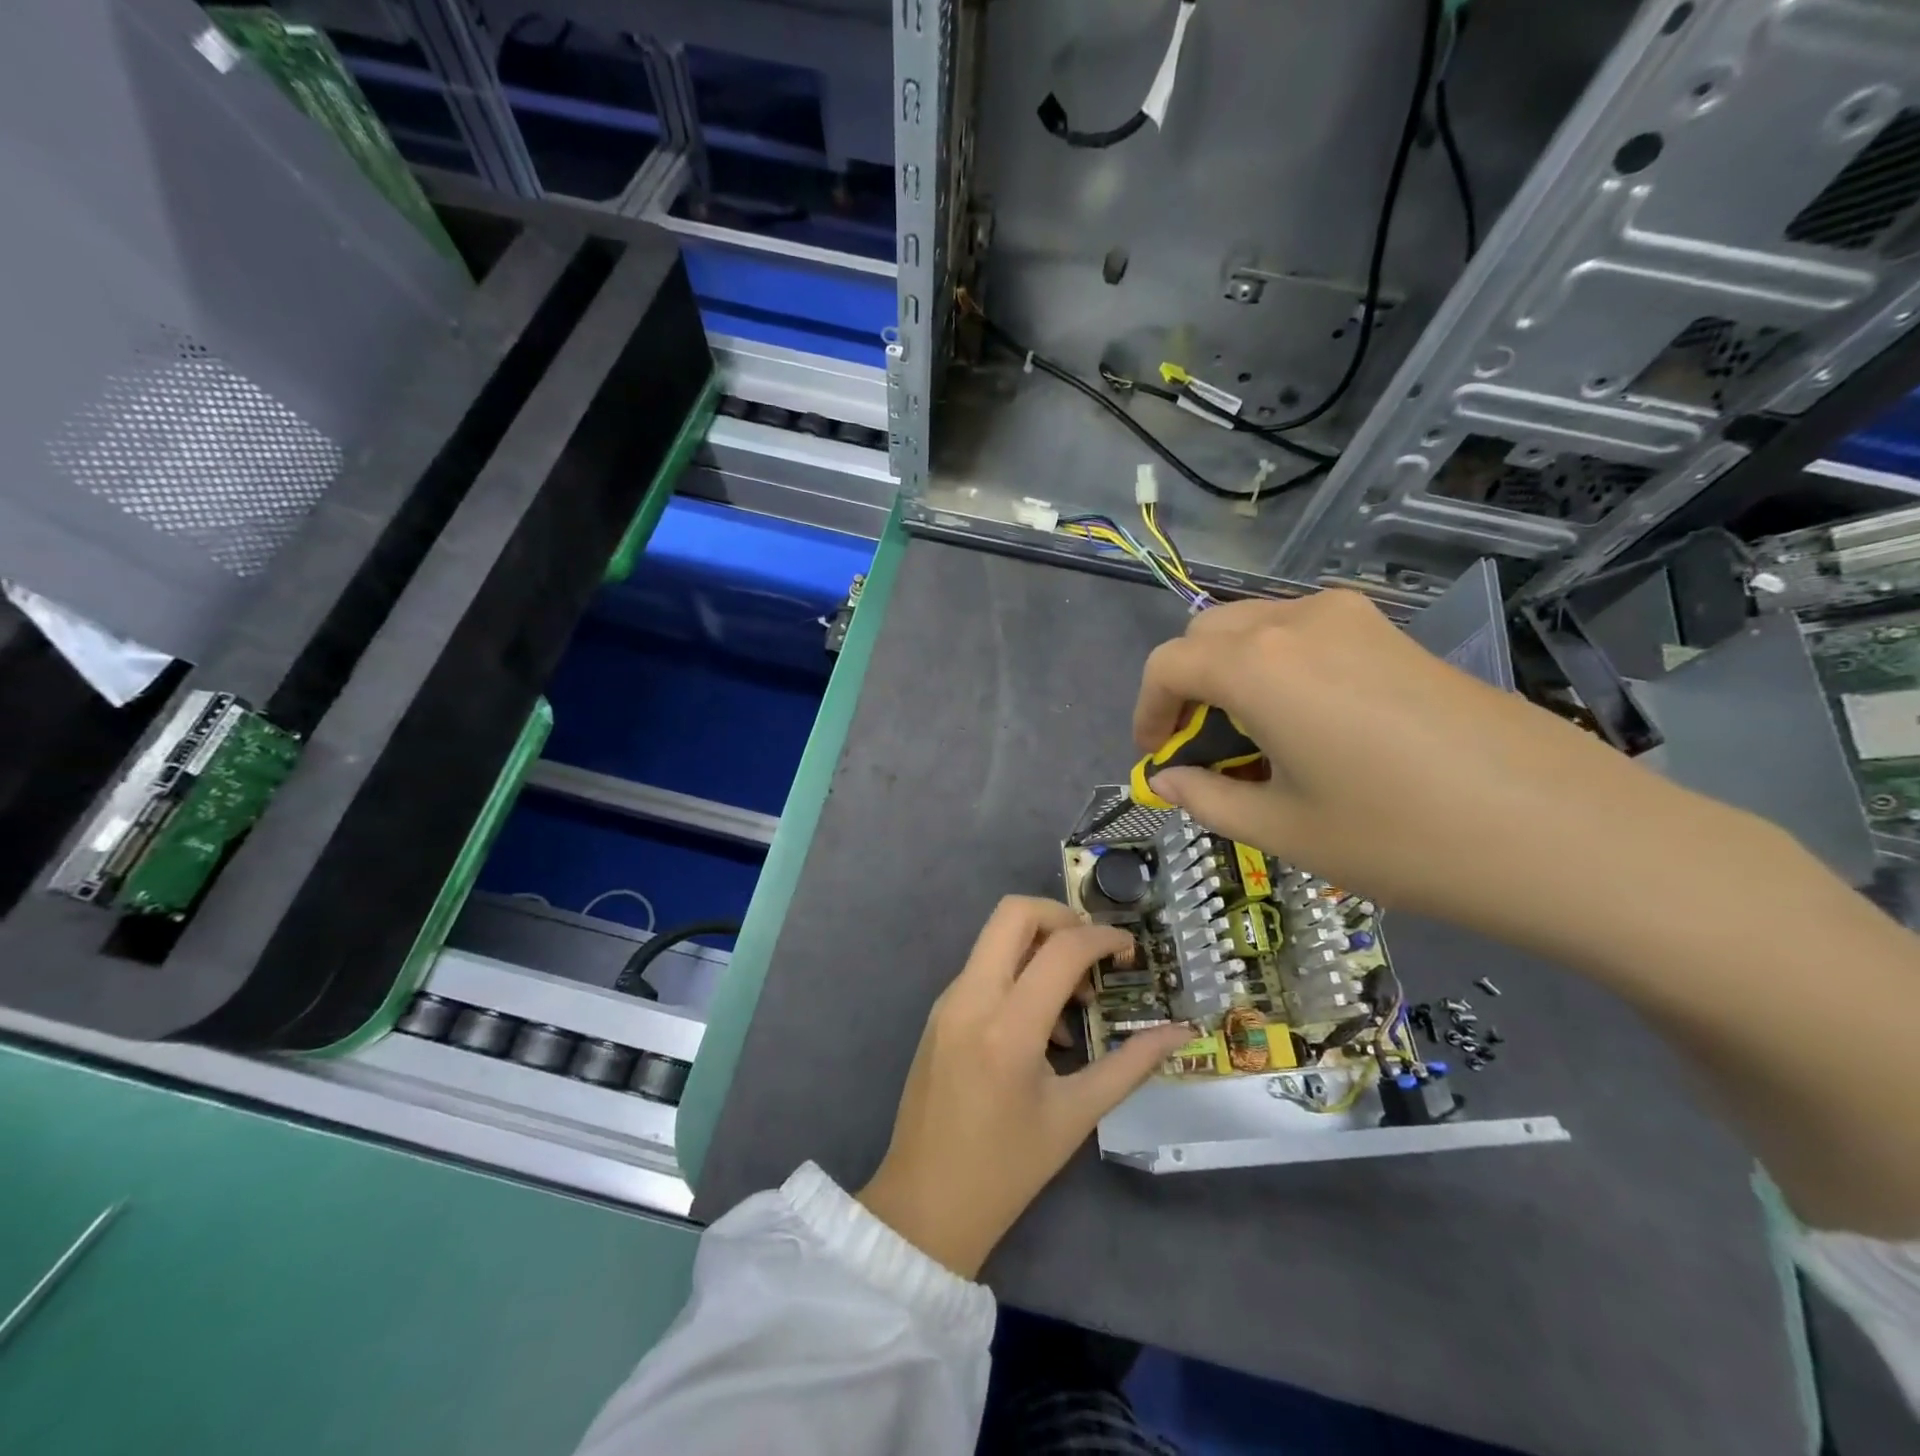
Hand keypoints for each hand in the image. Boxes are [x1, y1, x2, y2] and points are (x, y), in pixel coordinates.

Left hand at [857, 896, 1191, 1278]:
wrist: (924, 1204)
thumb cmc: (1007, 1169)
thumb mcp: (1075, 1116)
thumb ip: (1129, 1066)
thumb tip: (1178, 1033)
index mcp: (1008, 1028)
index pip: (1061, 948)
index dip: (1103, 937)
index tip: (1130, 950)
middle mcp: (971, 998)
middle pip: (1014, 912)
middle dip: (1062, 917)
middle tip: (1094, 954)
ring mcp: (948, 1001)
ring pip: (996, 936)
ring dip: (1040, 947)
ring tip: (1074, 1005)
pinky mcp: (939, 1011)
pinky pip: (983, 967)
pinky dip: (1018, 972)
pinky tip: (1040, 1026)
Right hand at [1132, 589, 1762, 963]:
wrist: (1566, 833)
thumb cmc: (1401, 838)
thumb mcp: (1283, 829)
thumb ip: (1208, 797)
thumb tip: (1168, 780)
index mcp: (1259, 664)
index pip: (1168, 664)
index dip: (1148, 711)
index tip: (1156, 758)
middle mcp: (1300, 621)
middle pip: (1209, 635)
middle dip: (1186, 687)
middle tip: (1199, 749)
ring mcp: (1357, 619)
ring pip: (1259, 628)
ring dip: (1233, 674)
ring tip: (1254, 741)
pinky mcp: (1397, 634)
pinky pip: (1308, 635)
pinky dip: (1280, 668)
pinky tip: (1310, 726)